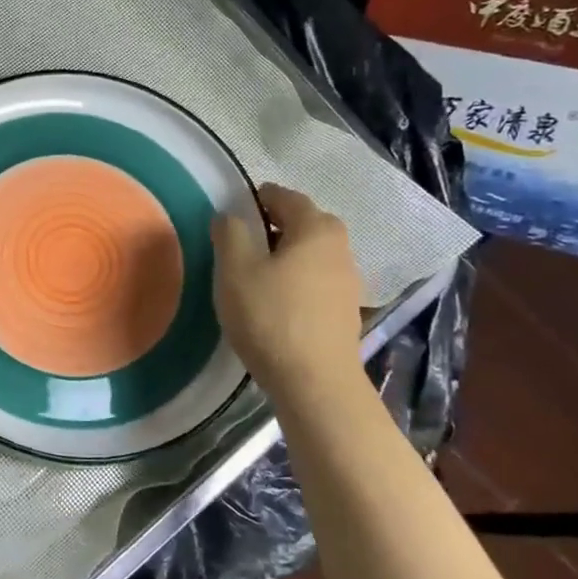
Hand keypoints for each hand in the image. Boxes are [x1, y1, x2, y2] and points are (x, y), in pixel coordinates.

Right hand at [212, 184, 364, 413]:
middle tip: (240, 244)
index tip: (231, 214)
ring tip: (254, 275)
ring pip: (310, 253)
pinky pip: (316, 279)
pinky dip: (295, 279)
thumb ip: (229, 233)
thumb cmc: (270, 316)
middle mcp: (340, 246)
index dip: (255, 199)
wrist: (314, 382)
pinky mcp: (345, 310)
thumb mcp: (235, 269)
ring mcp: (348, 280)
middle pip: (302, 222)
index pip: (284, 196)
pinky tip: (275, 302)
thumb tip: (230, 216)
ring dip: (284, 255)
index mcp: (316, 227)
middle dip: (272, 226)